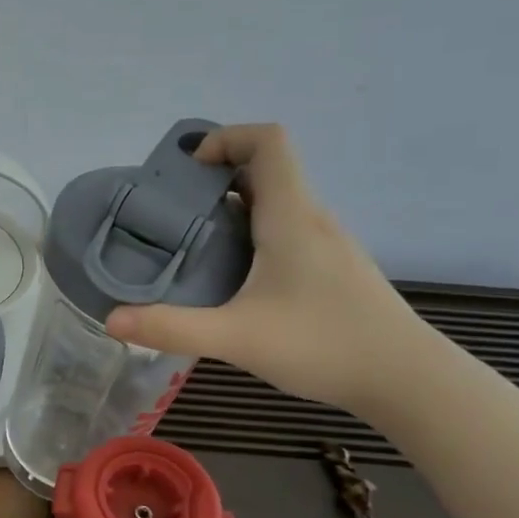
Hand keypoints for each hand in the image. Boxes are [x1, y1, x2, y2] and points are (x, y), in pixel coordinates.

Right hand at [105, 123, 426, 414]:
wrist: (408, 380)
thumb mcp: (237, 338)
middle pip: (267, 171)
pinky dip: (254, 236)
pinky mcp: (334, 271)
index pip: (268, 141)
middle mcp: (312, 219)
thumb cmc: (324, 344)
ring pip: (277, 204)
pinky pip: (287, 232)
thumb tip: (111, 320)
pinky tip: (234, 281)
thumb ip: (171, 327)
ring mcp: (328, 245)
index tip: (188, 169)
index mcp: (291, 216)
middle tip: (173, 213)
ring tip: (194, 246)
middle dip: (217, 178)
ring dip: (234, 209)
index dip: (227, 137)